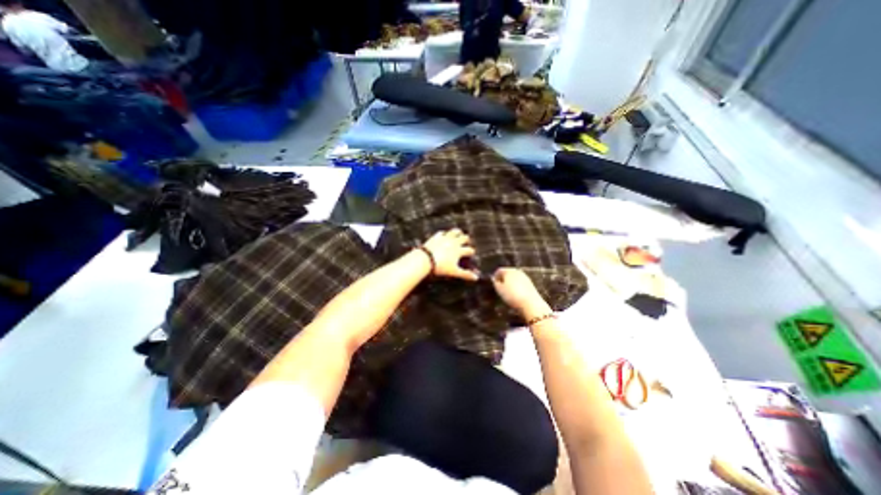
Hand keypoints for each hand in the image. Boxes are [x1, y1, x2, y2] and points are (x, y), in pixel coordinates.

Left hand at [421, 227, 479, 281]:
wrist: (425, 260)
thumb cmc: (441, 267)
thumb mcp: (454, 272)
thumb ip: (465, 274)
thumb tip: (476, 278)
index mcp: (459, 250)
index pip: (469, 250)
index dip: (471, 252)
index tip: (471, 253)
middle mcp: (454, 242)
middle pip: (464, 238)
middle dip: (467, 240)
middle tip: (467, 242)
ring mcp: (445, 238)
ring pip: (454, 232)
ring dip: (458, 232)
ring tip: (459, 233)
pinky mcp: (436, 237)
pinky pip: (442, 233)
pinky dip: (444, 234)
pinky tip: (444, 235)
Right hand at [492, 269, 549, 318]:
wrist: (530, 303)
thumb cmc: (512, 296)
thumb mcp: (500, 290)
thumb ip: (496, 283)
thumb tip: (494, 279)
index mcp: (508, 271)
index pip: (499, 270)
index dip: (495, 276)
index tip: (493, 283)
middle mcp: (517, 271)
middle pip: (508, 272)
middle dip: (503, 278)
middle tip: (500, 286)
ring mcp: (525, 276)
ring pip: (515, 277)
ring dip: (510, 282)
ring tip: (507, 291)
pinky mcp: (530, 283)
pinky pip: (520, 282)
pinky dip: (516, 285)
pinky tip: (515, 293)